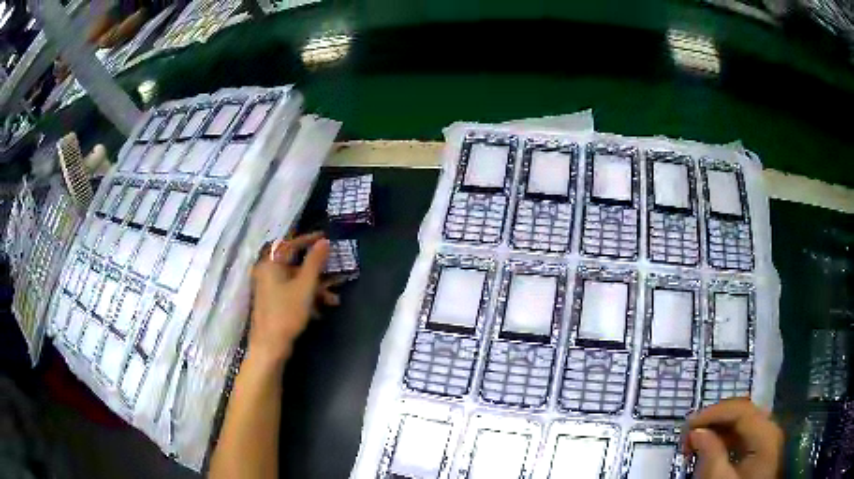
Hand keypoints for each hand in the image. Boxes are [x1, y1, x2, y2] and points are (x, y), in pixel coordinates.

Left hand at [249, 233, 337, 363]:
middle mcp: (267, 273)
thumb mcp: (305, 287)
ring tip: (334, 299)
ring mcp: (269, 289)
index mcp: (271, 264)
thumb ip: (315, 262)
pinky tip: (322, 309)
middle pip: (294, 264)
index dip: (308, 239)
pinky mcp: (273, 302)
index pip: (289, 244)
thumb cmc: (286, 313)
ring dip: (316, 287)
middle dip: (317, 270)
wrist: (270, 346)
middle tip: (334, 270)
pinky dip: (307, 297)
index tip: (325, 237)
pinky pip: (292, 292)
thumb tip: (324, 241)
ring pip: (296, 280)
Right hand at [684, 398, 783, 478]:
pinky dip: (727, 440)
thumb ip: (711, 454)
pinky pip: (745, 436)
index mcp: (765, 433)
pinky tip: (713, 449)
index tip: (688, 424)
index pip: (741, 409)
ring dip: (719, 430)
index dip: (714, 412)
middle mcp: (770, 428)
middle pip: (743, 413)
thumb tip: (696, 432)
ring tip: (697, 443)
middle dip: (715, 420)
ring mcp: (769, 438)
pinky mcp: (764, 450)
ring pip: (743, 424)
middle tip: (689, 435)